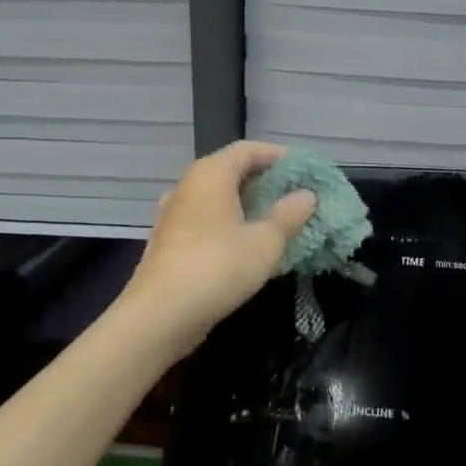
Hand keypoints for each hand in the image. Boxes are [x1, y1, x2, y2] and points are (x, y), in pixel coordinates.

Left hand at [121, 140, 316, 358]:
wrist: (160, 315)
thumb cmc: (218, 267)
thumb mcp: (265, 242)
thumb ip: (288, 215)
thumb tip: (306, 195)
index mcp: (211, 175)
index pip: (247, 150)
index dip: (277, 156)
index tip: (303, 170)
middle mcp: (188, 187)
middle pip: (230, 171)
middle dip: (263, 180)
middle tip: (294, 196)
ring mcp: (174, 215)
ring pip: (216, 198)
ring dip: (244, 204)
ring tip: (273, 219)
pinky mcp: (169, 242)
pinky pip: (205, 220)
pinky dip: (228, 224)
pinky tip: (245, 244)